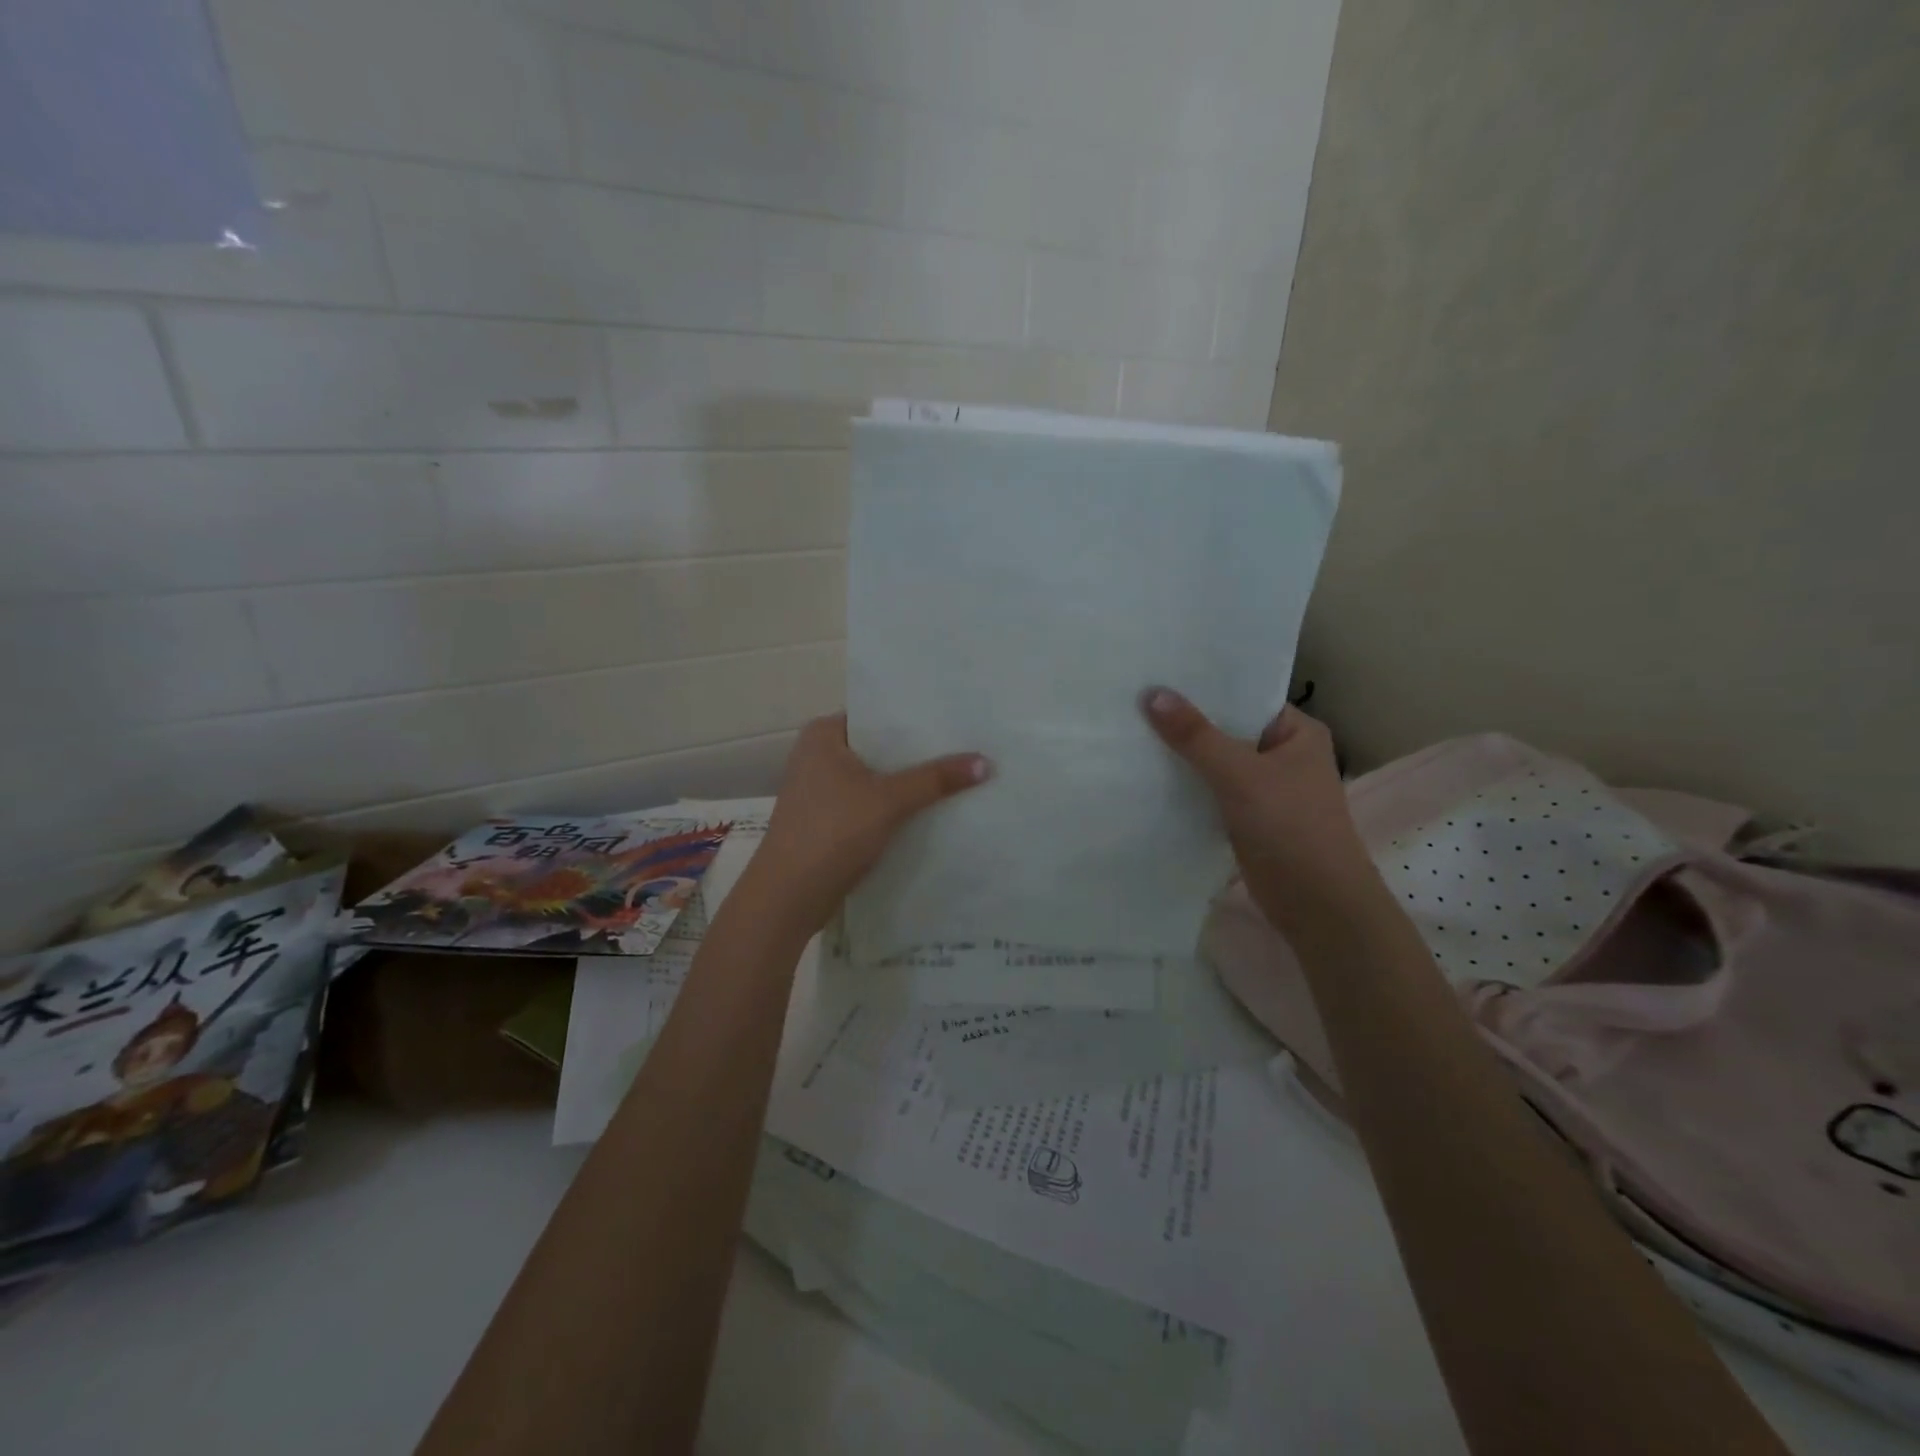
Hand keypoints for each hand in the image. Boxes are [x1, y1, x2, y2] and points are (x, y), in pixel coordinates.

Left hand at [743, 714, 990, 933]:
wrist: (788, 897)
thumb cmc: (832, 832)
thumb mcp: (889, 800)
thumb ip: (936, 779)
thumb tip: (986, 762)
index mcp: (824, 734)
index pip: (877, 713)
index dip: (916, 716)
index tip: (957, 718)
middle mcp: (819, 755)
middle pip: (880, 747)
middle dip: (918, 752)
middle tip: (968, 745)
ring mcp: (821, 790)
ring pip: (877, 778)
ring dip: (909, 782)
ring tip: (959, 774)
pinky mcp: (829, 821)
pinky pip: (871, 803)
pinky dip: (896, 806)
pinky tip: (932, 809)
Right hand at [1142, 688, 1381, 931]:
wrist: (1315, 904)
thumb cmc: (1290, 827)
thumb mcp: (1240, 774)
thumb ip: (1196, 736)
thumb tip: (1152, 694)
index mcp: (1297, 732)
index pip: (1245, 696)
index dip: (1205, 686)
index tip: (1159, 674)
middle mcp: (1282, 754)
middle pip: (1227, 728)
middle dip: (1187, 720)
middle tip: (1135, 698)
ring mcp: (1265, 787)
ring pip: (1216, 761)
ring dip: (1183, 753)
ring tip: (1133, 728)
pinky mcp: (1247, 816)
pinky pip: (1211, 789)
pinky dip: (1186, 783)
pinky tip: (1149, 773)